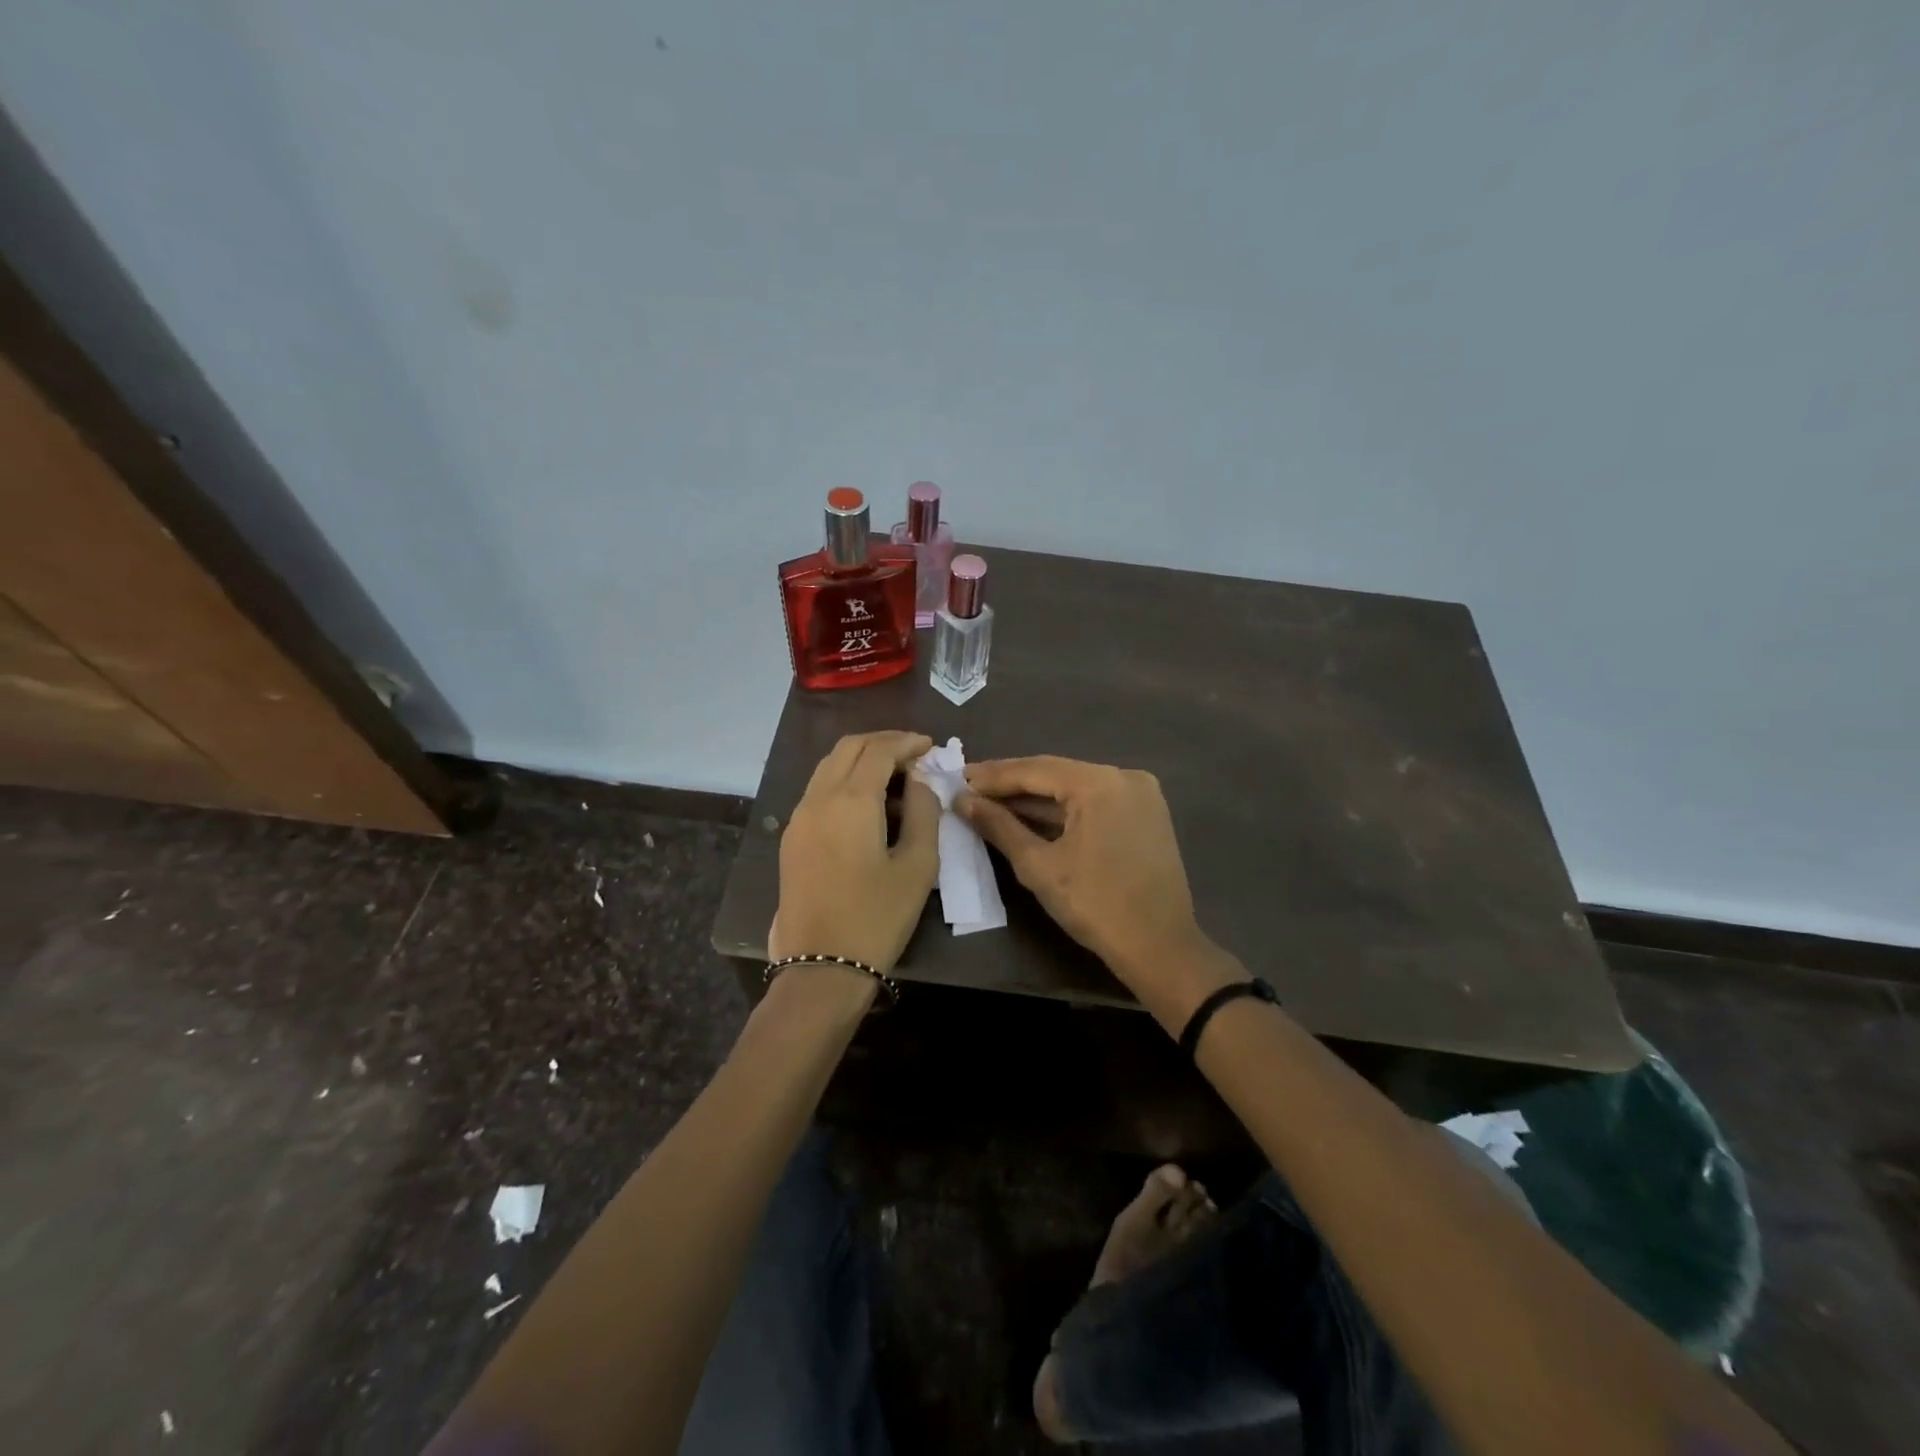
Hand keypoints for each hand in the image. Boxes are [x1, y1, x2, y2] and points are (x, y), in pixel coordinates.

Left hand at [769, 731, 939, 974]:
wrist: (821, 967)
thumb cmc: (878, 917)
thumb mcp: (917, 865)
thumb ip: (923, 812)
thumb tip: (921, 780)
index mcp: (851, 800)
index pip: (879, 750)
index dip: (907, 742)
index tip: (931, 746)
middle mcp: (818, 798)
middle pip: (849, 748)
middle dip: (883, 743)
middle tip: (915, 755)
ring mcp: (799, 817)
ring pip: (829, 766)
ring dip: (862, 760)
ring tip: (896, 777)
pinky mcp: (792, 838)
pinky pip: (819, 790)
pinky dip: (845, 781)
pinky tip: (869, 804)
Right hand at [959, 756, 1236, 1023]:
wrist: (1160, 948)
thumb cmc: (1095, 906)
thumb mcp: (1039, 866)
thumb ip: (999, 826)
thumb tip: (963, 801)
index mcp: (1101, 783)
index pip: (1036, 769)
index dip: (994, 775)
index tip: (958, 777)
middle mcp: (1124, 776)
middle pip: (1056, 773)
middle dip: (1012, 783)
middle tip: (970, 787)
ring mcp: (1140, 794)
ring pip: (1075, 787)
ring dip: (1036, 797)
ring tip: (991, 801)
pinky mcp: (1145, 814)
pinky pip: (1094, 802)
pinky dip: (1063, 810)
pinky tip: (1030, 815)